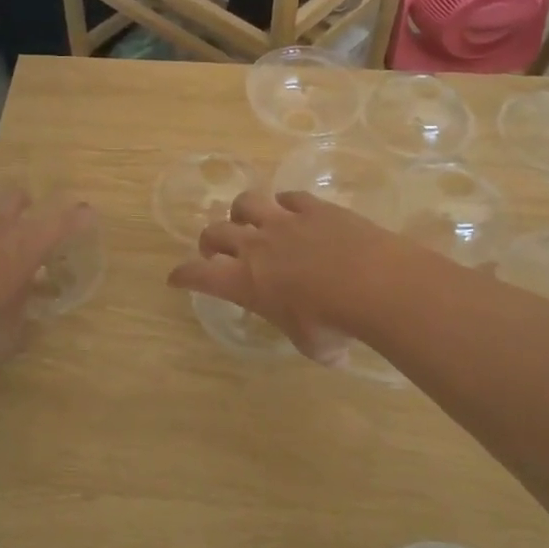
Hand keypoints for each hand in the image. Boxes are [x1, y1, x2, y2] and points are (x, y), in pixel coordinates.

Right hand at [167, 189, 399, 361]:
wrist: (373, 283)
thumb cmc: (334, 323)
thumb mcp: (314, 346)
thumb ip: (308, 340)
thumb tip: (329, 351)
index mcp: (245, 282)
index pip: (198, 275)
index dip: (183, 275)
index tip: (175, 278)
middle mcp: (255, 246)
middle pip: (216, 232)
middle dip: (209, 241)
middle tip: (215, 250)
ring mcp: (284, 221)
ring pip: (246, 202)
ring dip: (242, 212)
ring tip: (249, 220)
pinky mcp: (314, 207)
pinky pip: (290, 197)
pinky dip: (286, 203)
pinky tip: (293, 210)